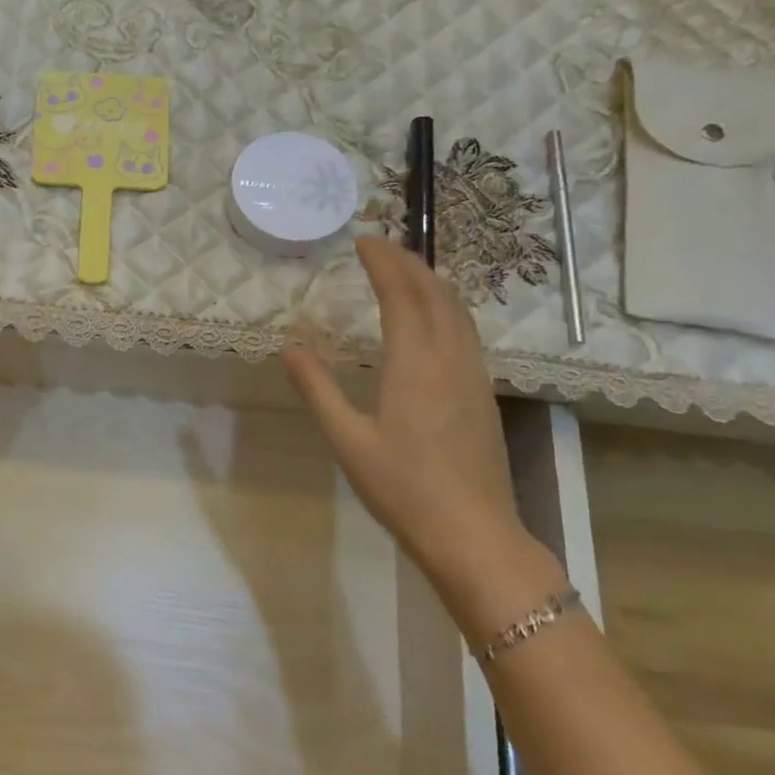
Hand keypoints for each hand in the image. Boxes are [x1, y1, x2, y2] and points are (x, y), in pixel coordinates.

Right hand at [283, 238, 527, 587]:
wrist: (471, 532)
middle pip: (436, 293)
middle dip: (408, 262)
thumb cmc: (402, 487)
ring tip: (403, 272)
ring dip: (431, 282)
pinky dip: (445, 307)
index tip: (362, 242)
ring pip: (458, 310)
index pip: (401, 295)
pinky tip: (431, 320)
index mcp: (415, 364)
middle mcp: (450, 358)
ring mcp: (473, 375)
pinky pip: (466, 331)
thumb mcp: (347, 439)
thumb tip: (290, 347)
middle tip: (379, 247)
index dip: (383, 263)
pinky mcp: (483, 393)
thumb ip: (318, 389)